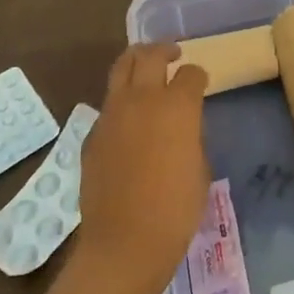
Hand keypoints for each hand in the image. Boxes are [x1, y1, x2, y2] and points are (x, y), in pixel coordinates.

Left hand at [79, 44, 210, 281]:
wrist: (125, 242)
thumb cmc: (176, 209)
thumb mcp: (200, 167)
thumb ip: (191, 136)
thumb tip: (182, 127)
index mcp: (176, 106)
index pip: (190, 73)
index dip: (198, 76)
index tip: (201, 83)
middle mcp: (141, 100)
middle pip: (149, 55)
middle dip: (163, 50)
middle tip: (172, 55)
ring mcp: (111, 115)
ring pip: (120, 69)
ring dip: (136, 64)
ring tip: (146, 72)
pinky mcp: (92, 135)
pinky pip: (108, 105)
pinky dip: (121, 101)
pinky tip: (129, 121)